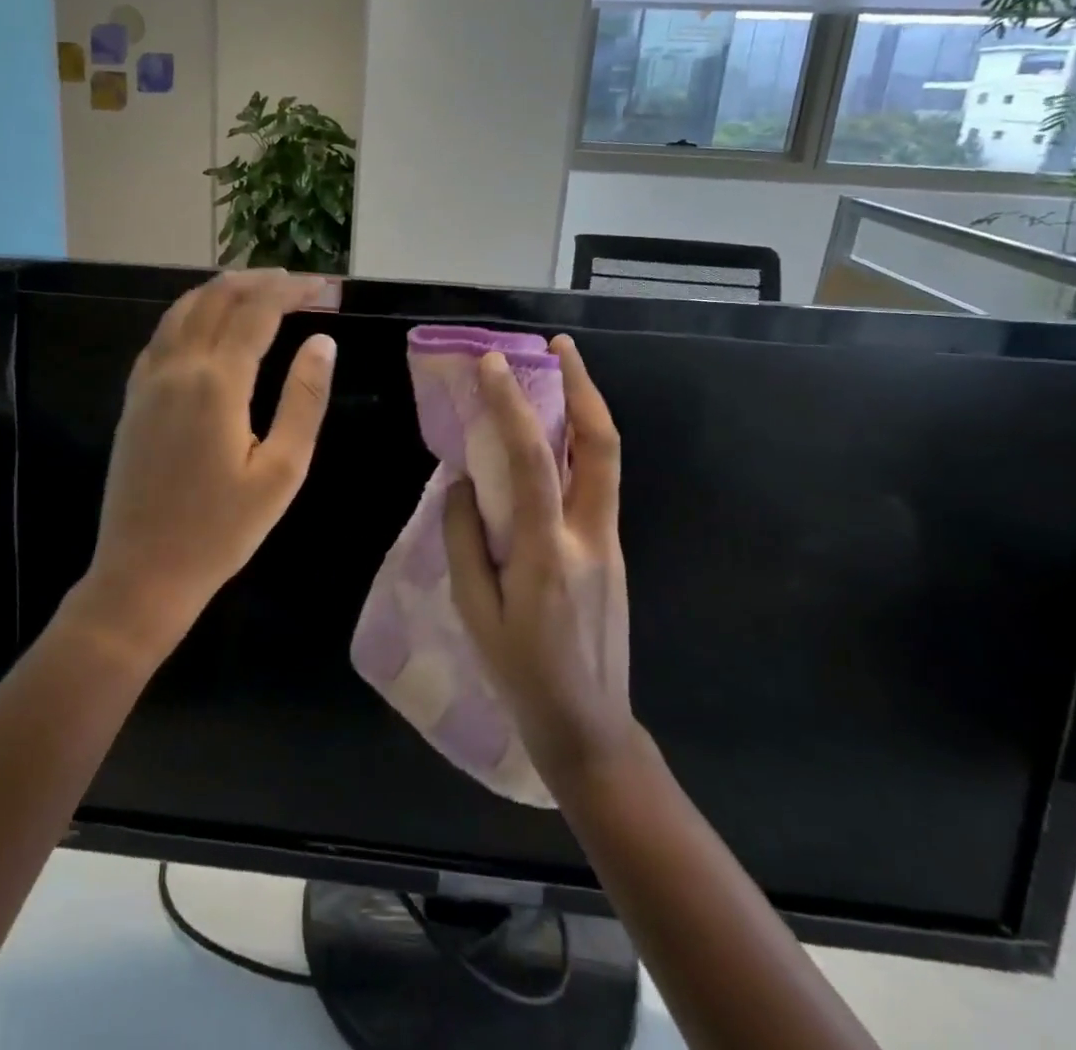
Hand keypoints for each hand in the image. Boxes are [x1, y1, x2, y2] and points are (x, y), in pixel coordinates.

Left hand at [68, 269, 337, 664]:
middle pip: (216, 298)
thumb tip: (322, 342)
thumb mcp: (282, 471)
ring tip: (256, 289)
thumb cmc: (222, 530)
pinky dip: (189, 313)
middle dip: (258, 281)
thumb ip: (304, 400)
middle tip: (295, 283)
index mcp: (217, 382)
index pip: (257, 311)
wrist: (144, 571)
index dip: (291, 290)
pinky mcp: (133, 398)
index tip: (323, 286)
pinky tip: (206, 324)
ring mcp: (148, 381)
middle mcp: (177, 367)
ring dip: (220, 290)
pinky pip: (161, 335)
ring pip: (182, 310)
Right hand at [444, 336, 636, 790]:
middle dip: (583, 387)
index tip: (491, 364)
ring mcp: (609, 542)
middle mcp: (590, 535)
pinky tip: (551, 441)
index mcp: (548, 552)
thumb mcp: (475, 612)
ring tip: (560, 374)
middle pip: (601, 445)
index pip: (531, 461)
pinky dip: (578, 446)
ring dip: (586, 409)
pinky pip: (597, 484)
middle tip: (559, 347)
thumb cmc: (522, 675)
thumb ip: (465, 540)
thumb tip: (463, 484)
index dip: (511, 406)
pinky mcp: (612, 551)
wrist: (591, 728)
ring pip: (606, 460)